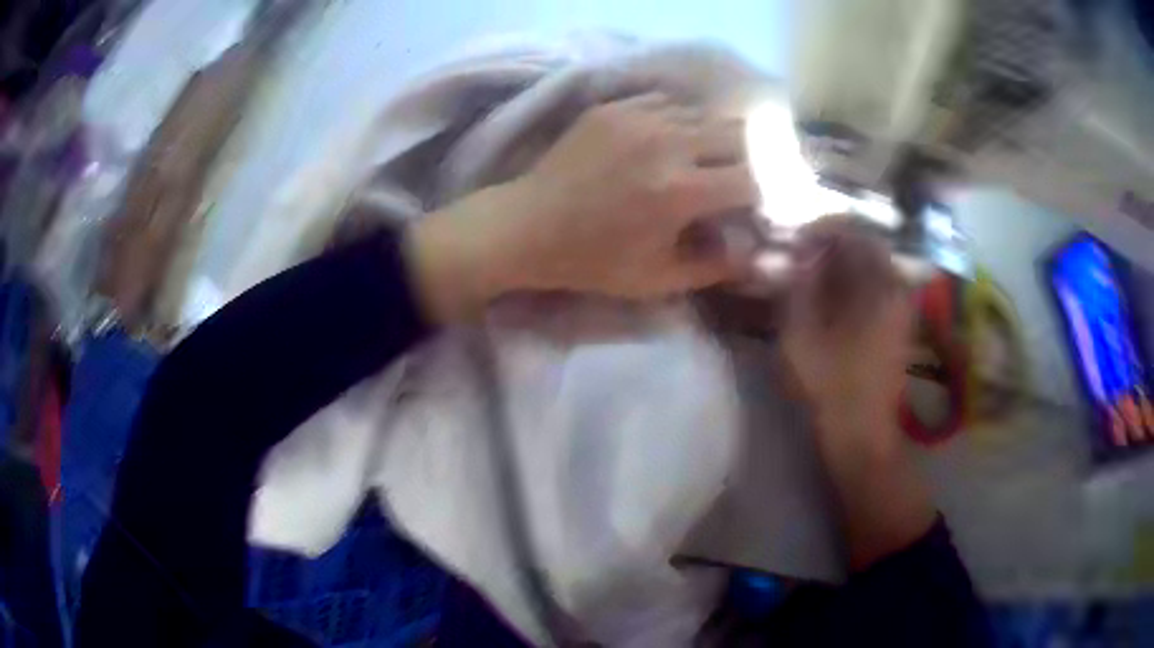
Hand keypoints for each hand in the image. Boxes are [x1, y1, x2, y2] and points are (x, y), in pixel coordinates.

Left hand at [405, 93, 758, 321]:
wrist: (525, 226)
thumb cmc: (591, 261)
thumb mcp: (657, 279)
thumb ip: (715, 266)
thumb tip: (754, 252)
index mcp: (680, 190)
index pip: (754, 177)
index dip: (769, 189)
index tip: (766, 201)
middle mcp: (667, 143)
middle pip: (738, 134)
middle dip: (749, 157)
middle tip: (741, 178)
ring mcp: (638, 117)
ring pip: (704, 114)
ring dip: (715, 137)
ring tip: (706, 159)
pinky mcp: (613, 106)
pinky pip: (667, 102)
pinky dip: (679, 121)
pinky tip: (670, 141)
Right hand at [780, 217, 912, 436]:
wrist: (862, 435)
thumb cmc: (830, 386)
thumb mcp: (802, 334)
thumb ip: (801, 284)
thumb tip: (802, 250)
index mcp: (878, 286)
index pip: (852, 232)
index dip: (820, 229)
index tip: (794, 240)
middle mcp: (896, 288)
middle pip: (865, 245)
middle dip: (831, 244)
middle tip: (800, 257)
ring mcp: (901, 307)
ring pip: (871, 266)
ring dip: (841, 263)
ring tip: (811, 277)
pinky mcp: (899, 324)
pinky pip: (876, 286)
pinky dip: (853, 282)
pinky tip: (832, 300)